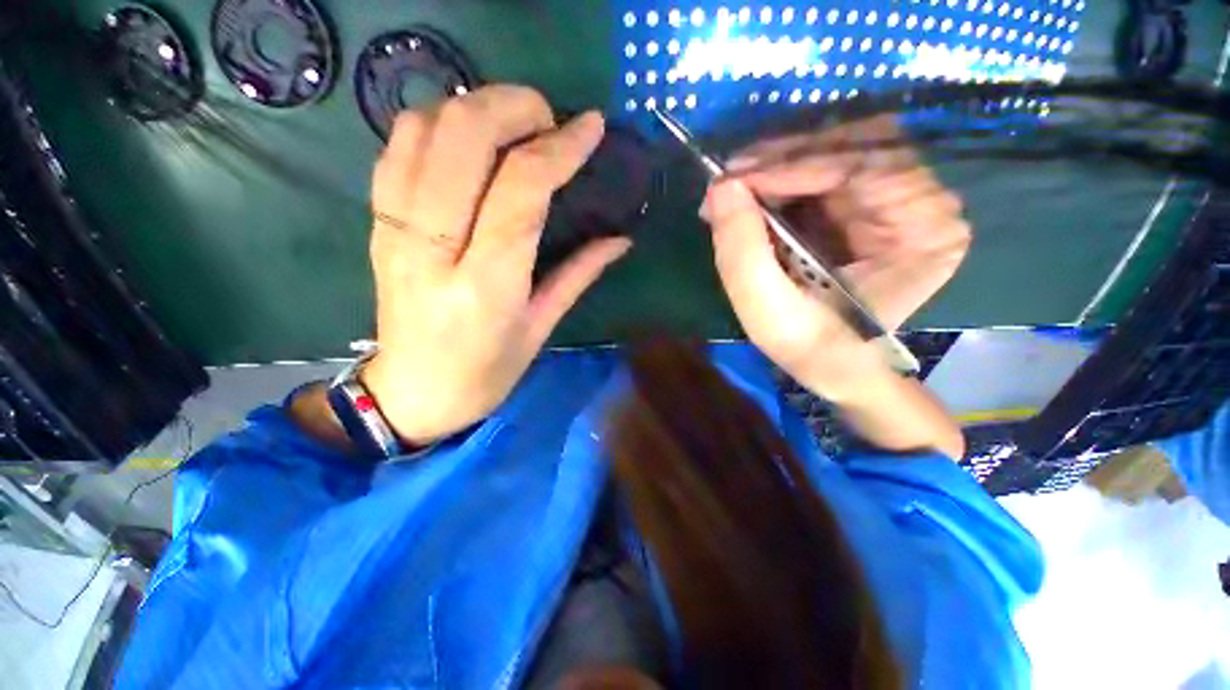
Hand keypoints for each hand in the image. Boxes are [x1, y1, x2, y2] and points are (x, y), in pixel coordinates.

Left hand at [361, 86, 631, 444]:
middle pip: (463, 137)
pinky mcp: (377, 223)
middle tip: (548, 119)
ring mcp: (395, 229)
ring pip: (424, 128)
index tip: (590, 127)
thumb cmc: (487, 371)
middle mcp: (433, 247)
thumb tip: (620, 238)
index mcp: (486, 284)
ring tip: (512, 126)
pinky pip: (398, 147)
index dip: (560, 147)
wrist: (413, 391)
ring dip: (474, 107)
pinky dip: (438, 124)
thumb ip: (579, 274)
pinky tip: (469, 142)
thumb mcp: (541, 327)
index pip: (521, 189)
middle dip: (513, 106)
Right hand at [704, 115, 970, 400]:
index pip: (863, 167)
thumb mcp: (768, 312)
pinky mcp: (874, 202)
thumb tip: (720, 190)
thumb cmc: (812, 347)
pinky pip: (828, 169)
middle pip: (855, 147)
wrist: (834, 364)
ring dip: (779, 165)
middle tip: (727, 183)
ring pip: (839, 150)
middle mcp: (926, 203)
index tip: (732, 181)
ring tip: (734, 190)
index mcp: (924, 233)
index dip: (792, 166)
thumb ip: (742, 254)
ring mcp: (903, 198)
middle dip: (781, 161)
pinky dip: (784, 177)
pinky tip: (754, 195)